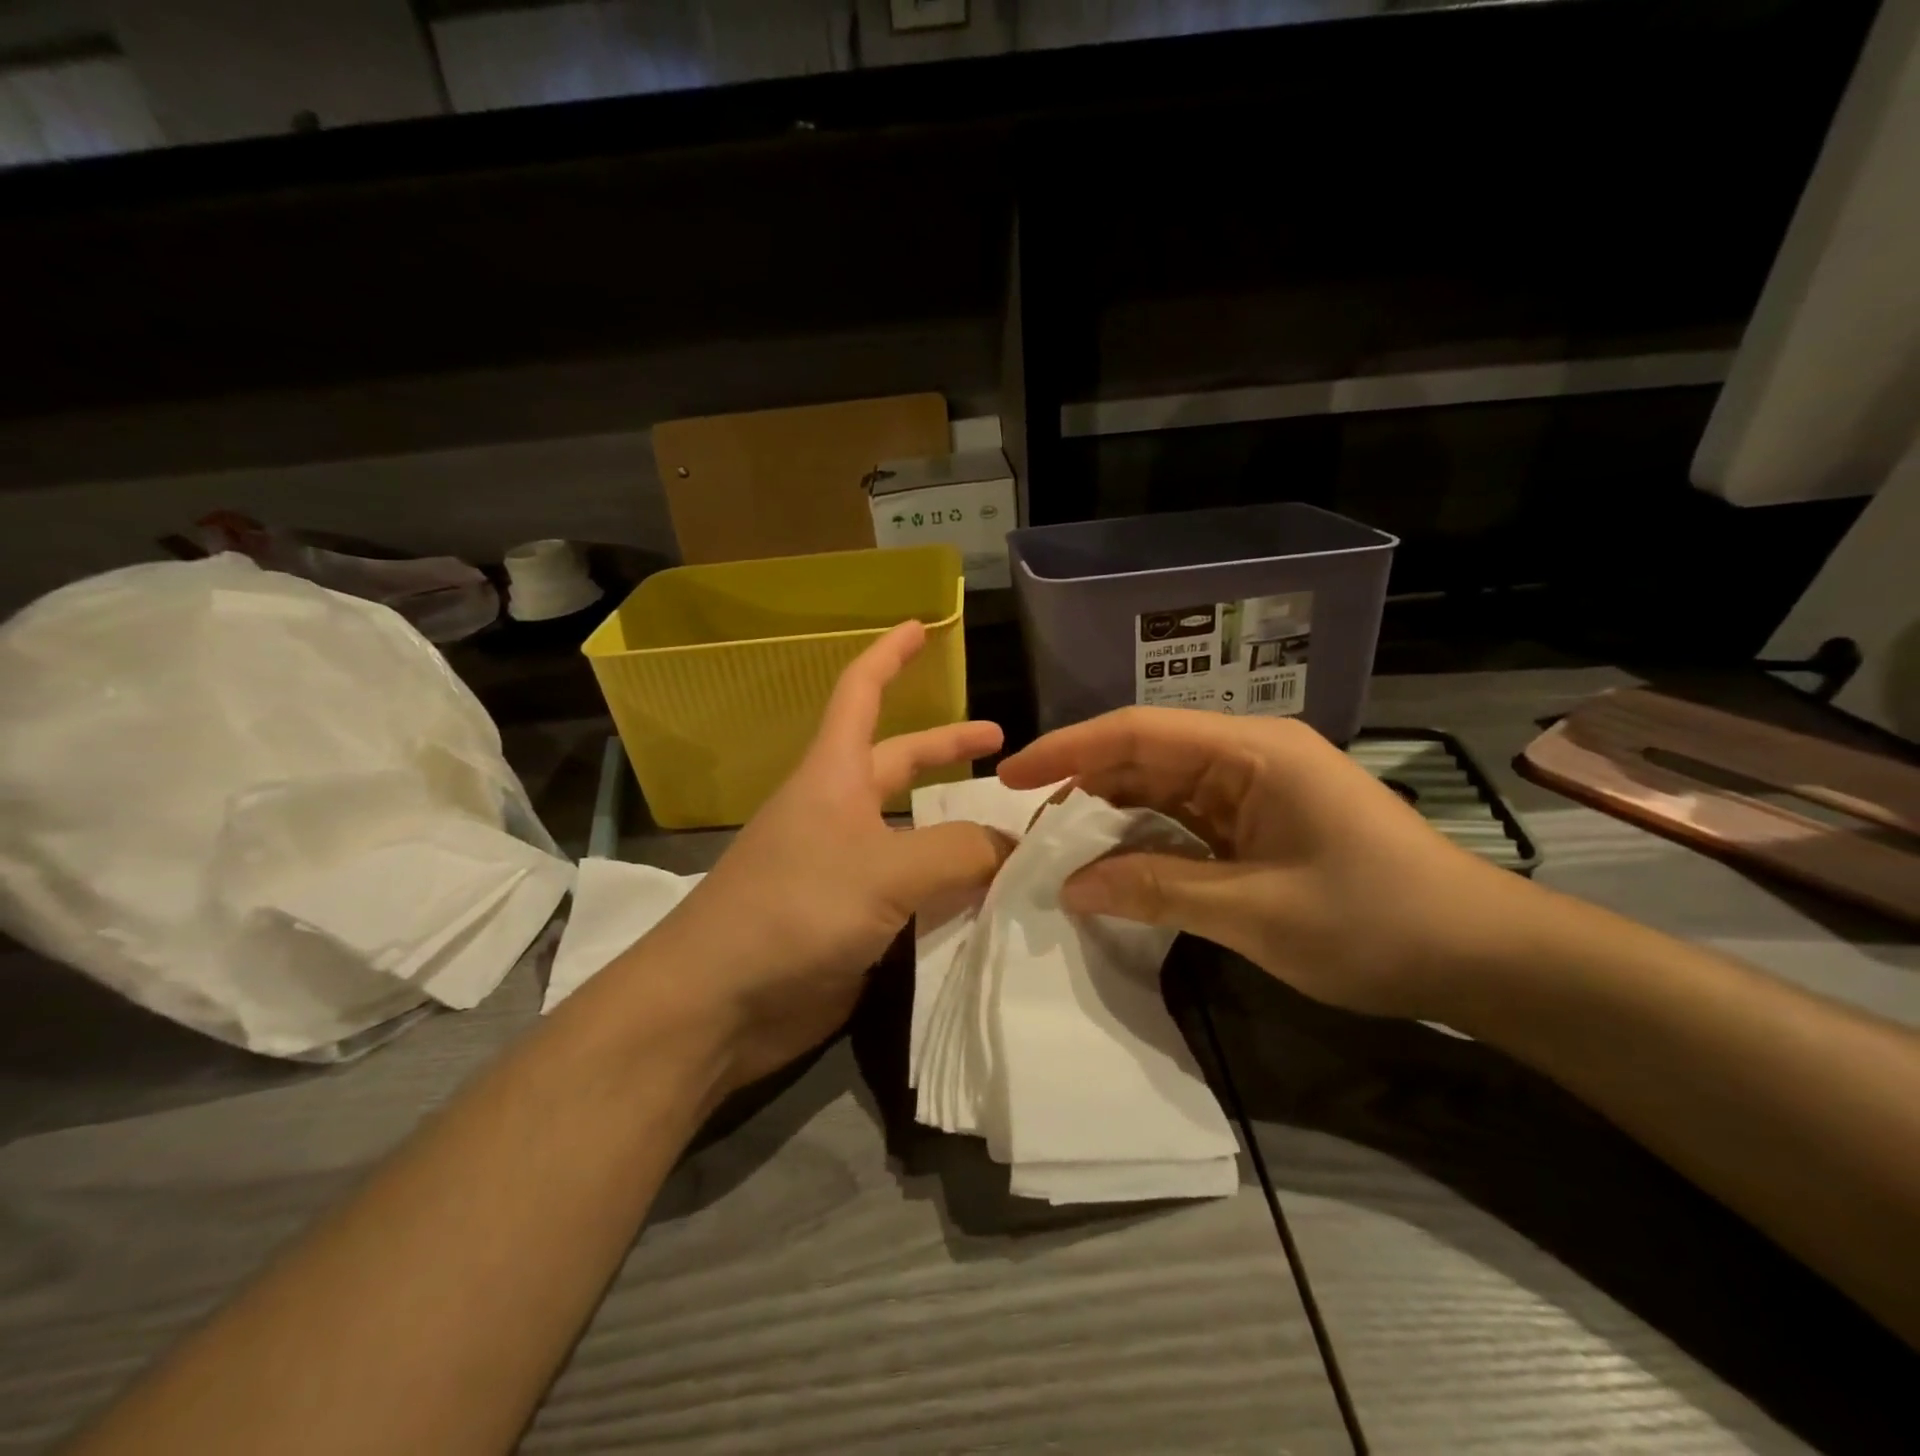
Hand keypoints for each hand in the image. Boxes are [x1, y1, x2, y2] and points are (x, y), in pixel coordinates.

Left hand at [645, 621, 1011, 1091]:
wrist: (719, 1003)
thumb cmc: (792, 909)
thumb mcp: (883, 870)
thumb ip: (959, 851)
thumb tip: (1014, 845)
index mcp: (834, 777)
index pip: (861, 693)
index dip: (890, 655)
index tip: (921, 625)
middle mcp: (838, 814)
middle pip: (899, 763)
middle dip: (947, 748)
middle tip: (1004, 747)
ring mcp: (842, 869)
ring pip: (912, 833)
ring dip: (957, 829)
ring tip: (1014, 833)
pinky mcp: (850, 920)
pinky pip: (910, 891)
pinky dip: (947, 888)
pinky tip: (987, 899)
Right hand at [997, 707, 1528, 1021]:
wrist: (1481, 956)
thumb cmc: (1376, 922)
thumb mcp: (1257, 911)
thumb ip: (1157, 890)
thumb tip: (1070, 888)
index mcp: (1251, 750)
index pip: (1137, 732)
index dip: (1066, 750)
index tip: (1010, 777)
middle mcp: (1247, 756)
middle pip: (1143, 756)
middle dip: (1081, 787)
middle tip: (1027, 829)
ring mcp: (1254, 789)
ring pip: (1160, 789)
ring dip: (1109, 816)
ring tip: (1057, 849)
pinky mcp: (1259, 823)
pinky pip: (1185, 821)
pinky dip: (1145, 841)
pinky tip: (1111, 864)